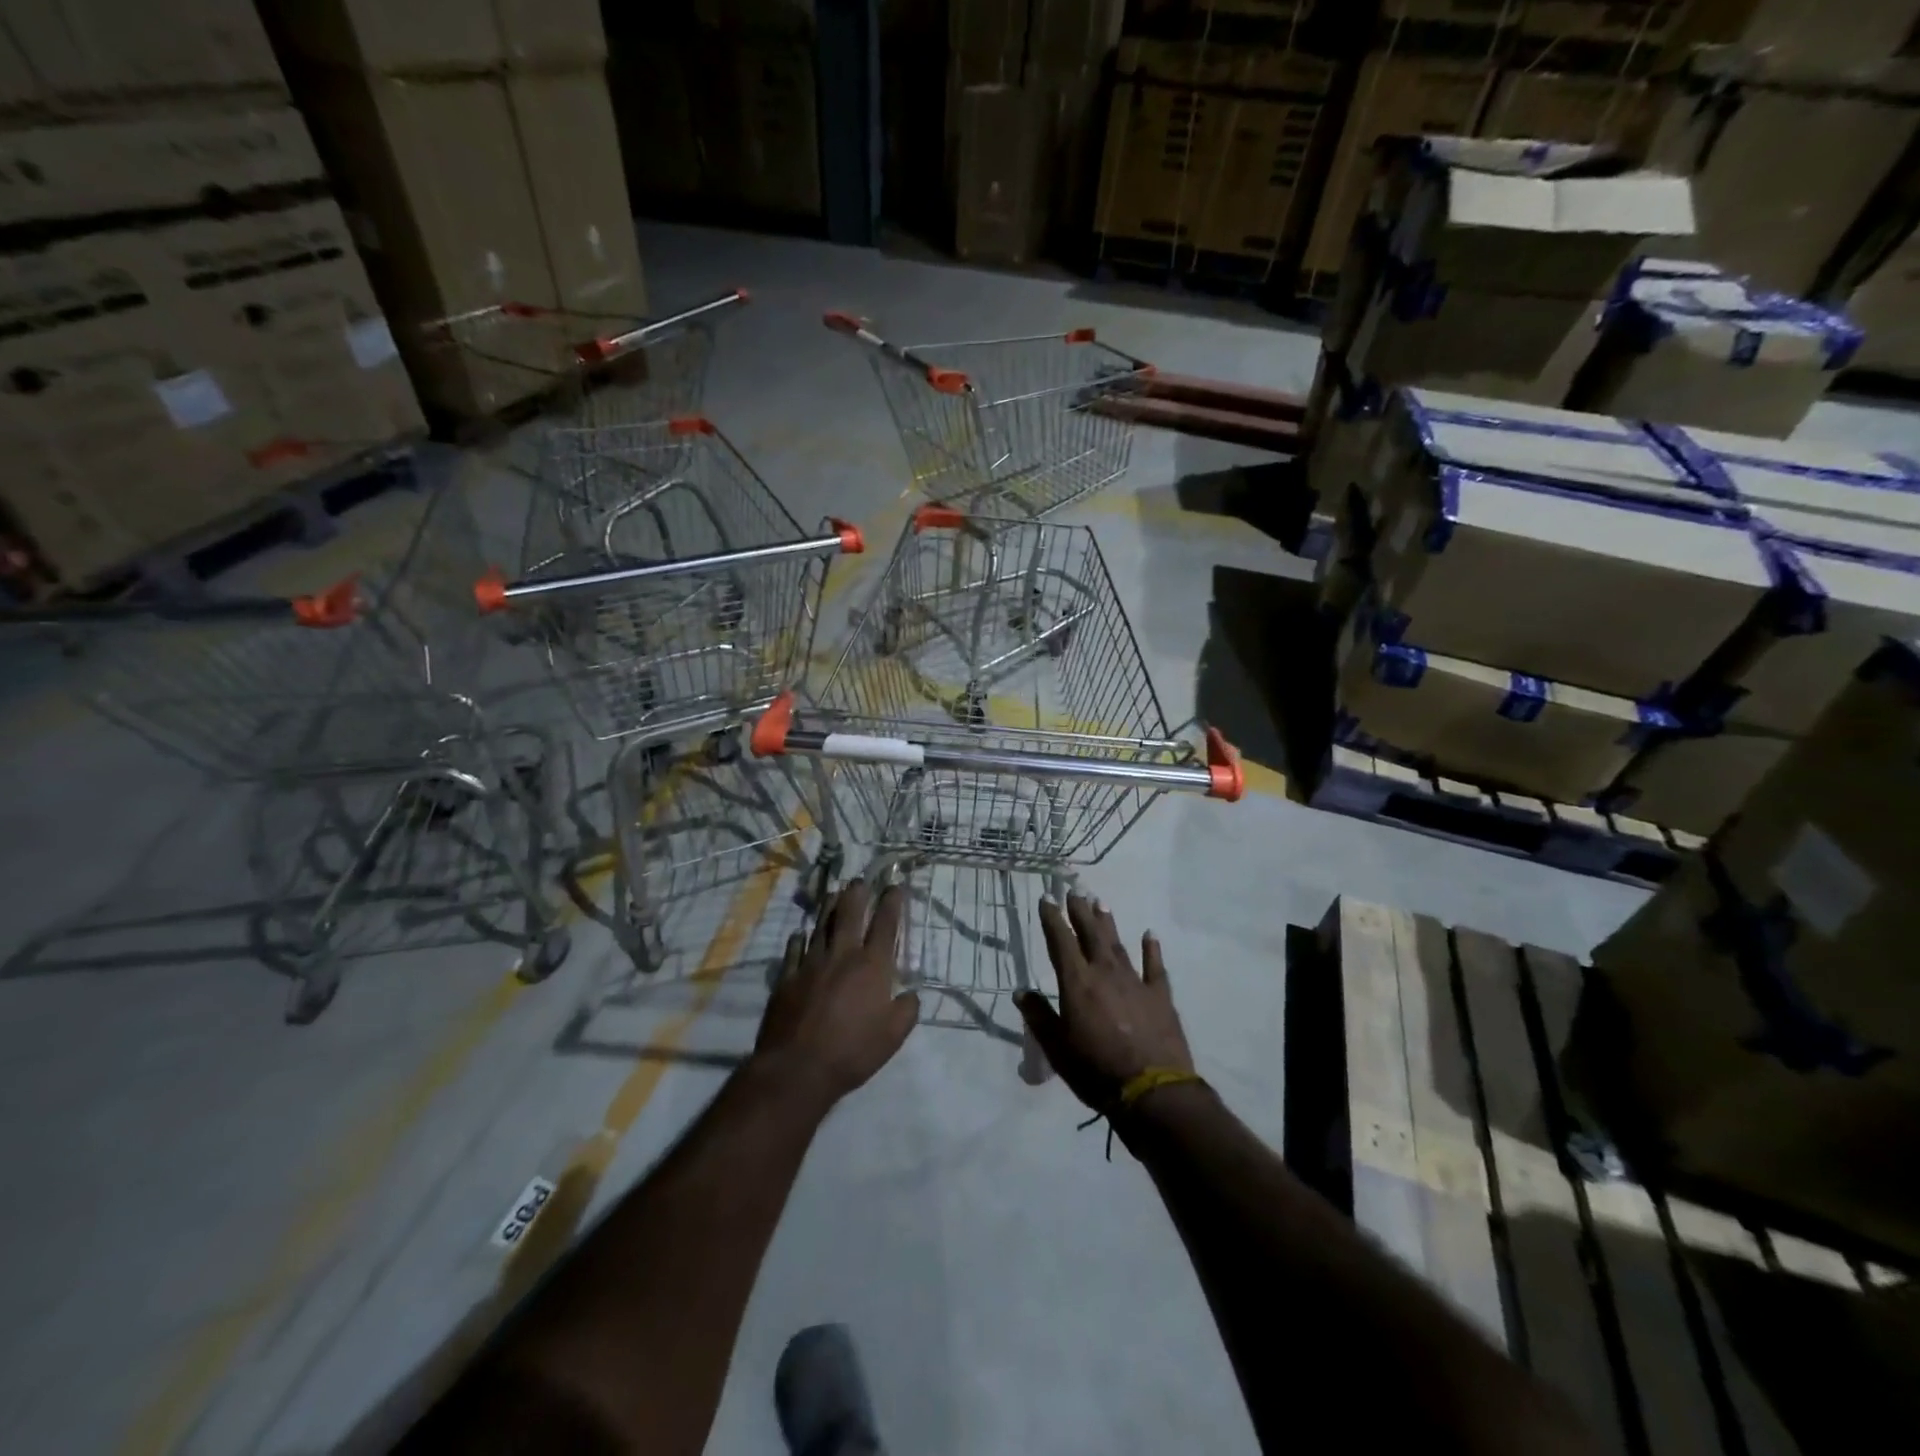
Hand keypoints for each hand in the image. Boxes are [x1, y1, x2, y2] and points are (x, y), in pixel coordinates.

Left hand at [753, 880, 918, 1107]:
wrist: (798, 1068)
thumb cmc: (852, 1052)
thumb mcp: (893, 1037)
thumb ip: (906, 1011)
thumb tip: (910, 994)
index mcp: (872, 967)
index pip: (886, 925)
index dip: (892, 903)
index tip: (895, 886)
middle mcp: (842, 955)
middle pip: (849, 914)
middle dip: (857, 893)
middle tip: (860, 880)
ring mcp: (811, 963)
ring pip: (821, 925)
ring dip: (829, 907)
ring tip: (833, 892)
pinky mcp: (787, 977)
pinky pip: (794, 950)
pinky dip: (799, 939)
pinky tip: (800, 933)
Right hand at [1016, 895, 1192, 1111]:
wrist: (1151, 1091)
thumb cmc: (1095, 1070)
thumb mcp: (1056, 1047)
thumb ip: (1038, 1016)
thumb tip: (1020, 992)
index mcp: (1077, 982)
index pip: (1060, 941)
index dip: (1052, 919)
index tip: (1047, 899)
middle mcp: (1105, 973)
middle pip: (1090, 934)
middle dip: (1080, 911)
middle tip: (1074, 890)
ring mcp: (1135, 982)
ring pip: (1118, 944)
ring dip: (1108, 923)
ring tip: (1101, 903)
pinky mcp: (1160, 996)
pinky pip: (1155, 966)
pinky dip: (1152, 949)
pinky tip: (1150, 934)